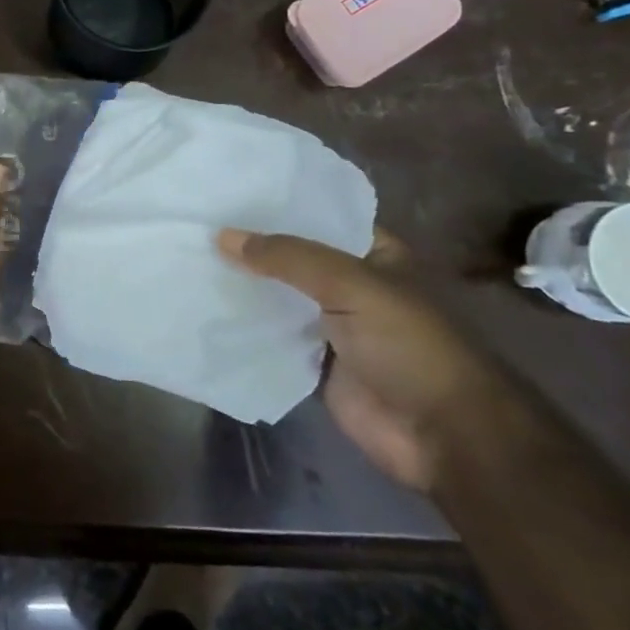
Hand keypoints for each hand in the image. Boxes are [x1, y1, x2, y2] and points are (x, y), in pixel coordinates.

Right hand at [216, 229, 498, 491]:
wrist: (441, 435)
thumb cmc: (409, 346)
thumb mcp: (351, 285)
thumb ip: (287, 257)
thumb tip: (222, 236)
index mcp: (374, 255)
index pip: (318, 218)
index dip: (276, 206)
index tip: (226, 194)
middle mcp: (351, 285)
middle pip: (292, 259)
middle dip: (250, 247)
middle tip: (194, 224)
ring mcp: (332, 326)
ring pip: (278, 298)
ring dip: (242, 286)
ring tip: (188, 259)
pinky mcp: (314, 363)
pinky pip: (272, 338)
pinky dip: (244, 327)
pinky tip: (202, 306)